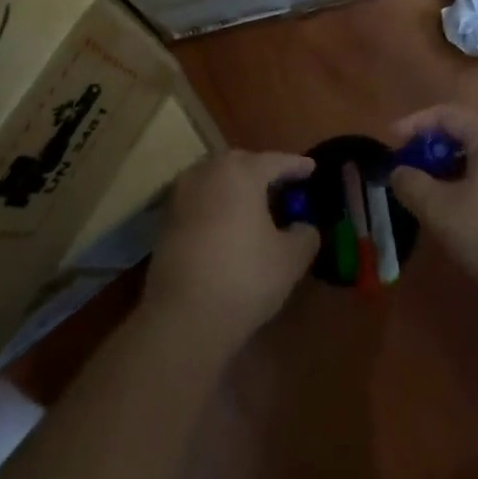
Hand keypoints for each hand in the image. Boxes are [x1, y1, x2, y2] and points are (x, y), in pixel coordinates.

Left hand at [144, 150, 318, 347]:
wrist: (183, 318)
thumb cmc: (244, 278)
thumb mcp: (291, 259)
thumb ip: (305, 234)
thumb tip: (303, 227)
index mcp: (241, 172)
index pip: (276, 161)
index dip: (297, 166)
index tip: (311, 169)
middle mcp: (208, 172)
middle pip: (242, 163)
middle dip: (263, 172)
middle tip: (282, 186)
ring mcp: (182, 194)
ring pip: (217, 179)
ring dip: (236, 187)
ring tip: (255, 205)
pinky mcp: (165, 219)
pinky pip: (200, 200)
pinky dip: (217, 205)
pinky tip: (228, 225)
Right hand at [388, 106, 477, 301]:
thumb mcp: (442, 211)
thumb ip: (412, 185)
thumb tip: (399, 172)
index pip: (446, 114)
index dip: (413, 126)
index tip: (391, 144)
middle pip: (467, 132)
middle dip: (434, 150)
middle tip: (412, 173)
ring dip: (456, 169)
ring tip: (436, 196)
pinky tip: (469, 212)